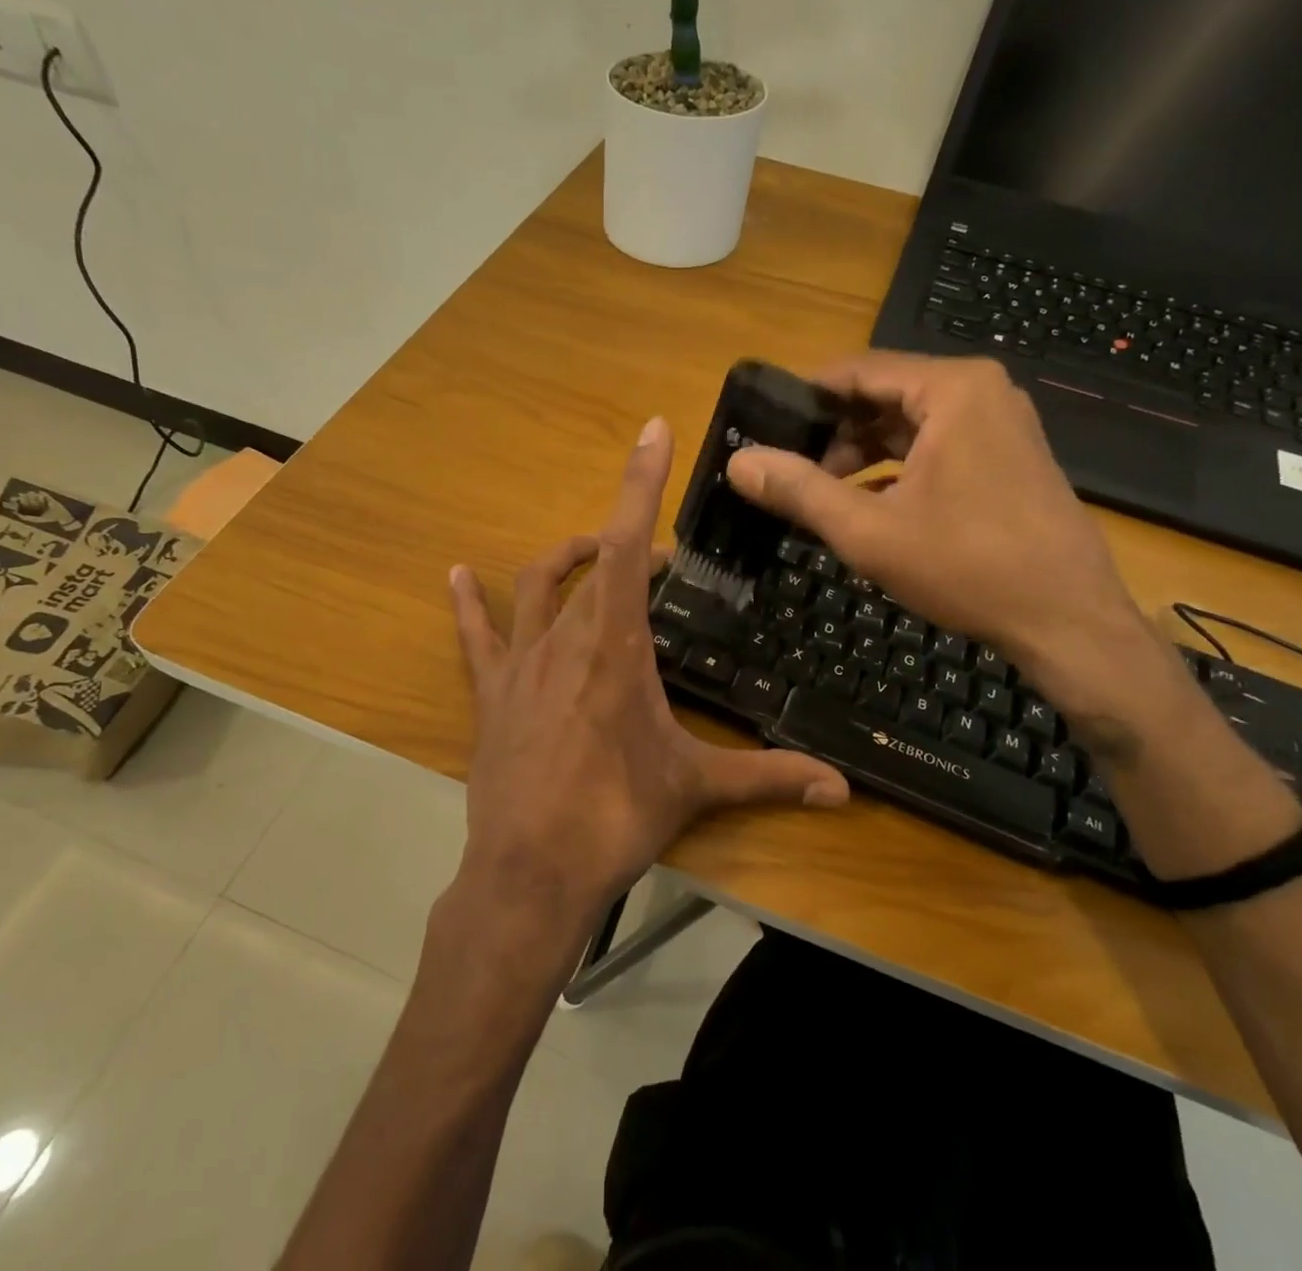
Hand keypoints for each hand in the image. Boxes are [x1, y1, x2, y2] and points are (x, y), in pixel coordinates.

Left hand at [448, 417, 848, 933]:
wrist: (530, 871)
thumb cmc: (614, 819)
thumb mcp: (694, 788)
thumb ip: (770, 778)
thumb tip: (843, 789)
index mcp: (615, 648)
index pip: (627, 546)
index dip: (640, 483)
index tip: (653, 431)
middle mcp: (564, 639)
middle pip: (591, 560)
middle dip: (624, 541)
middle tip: (659, 563)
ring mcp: (520, 663)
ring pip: (537, 586)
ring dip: (567, 558)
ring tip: (593, 554)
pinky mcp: (491, 693)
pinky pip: (476, 635)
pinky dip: (469, 603)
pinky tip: (458, 574)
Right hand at [725, 353, 1155, 705]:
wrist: (1067, 620)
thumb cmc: (966, 566)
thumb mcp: (868, 530)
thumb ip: (799, 490)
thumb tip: (738, 461)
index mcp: (951, 389)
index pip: (857, 370)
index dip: (805, 397)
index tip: (763, 424)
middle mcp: (980, 392)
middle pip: (884, 394)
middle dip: (832, 430)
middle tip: (786, 466)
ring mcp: (1000, 424)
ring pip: (909, 423)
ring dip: (861, 453)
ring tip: (818, 489)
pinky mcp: (1007, 456)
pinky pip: (936, 446)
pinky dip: (896, 467)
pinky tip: (864, 503)